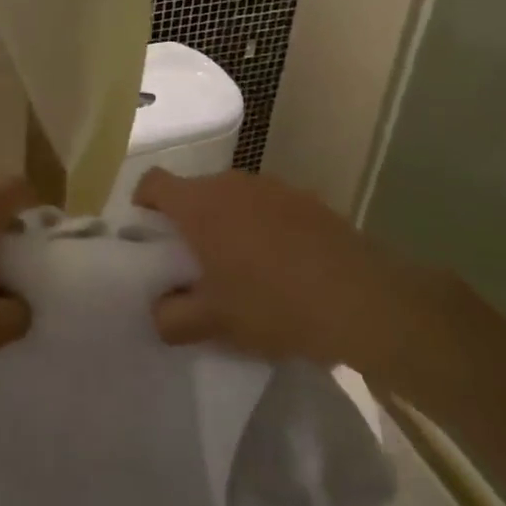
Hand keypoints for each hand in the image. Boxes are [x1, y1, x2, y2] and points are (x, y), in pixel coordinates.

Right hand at [135, 168, 446, 387]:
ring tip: (241, 267)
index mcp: (199, 205)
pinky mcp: (306, 199)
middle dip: (187, 221)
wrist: (362, 299)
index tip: (148, 235)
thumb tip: (158, 310)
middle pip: (193, 191)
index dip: (142, 203)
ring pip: (232, 198)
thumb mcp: (214, 323)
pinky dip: (263, 227)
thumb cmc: (273, 304)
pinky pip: (268, 206)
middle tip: (194, 264)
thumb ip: (171, 317)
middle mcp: (231, 184)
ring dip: (227, 223)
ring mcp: (272, 187)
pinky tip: (282, 265)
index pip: (152, 182)